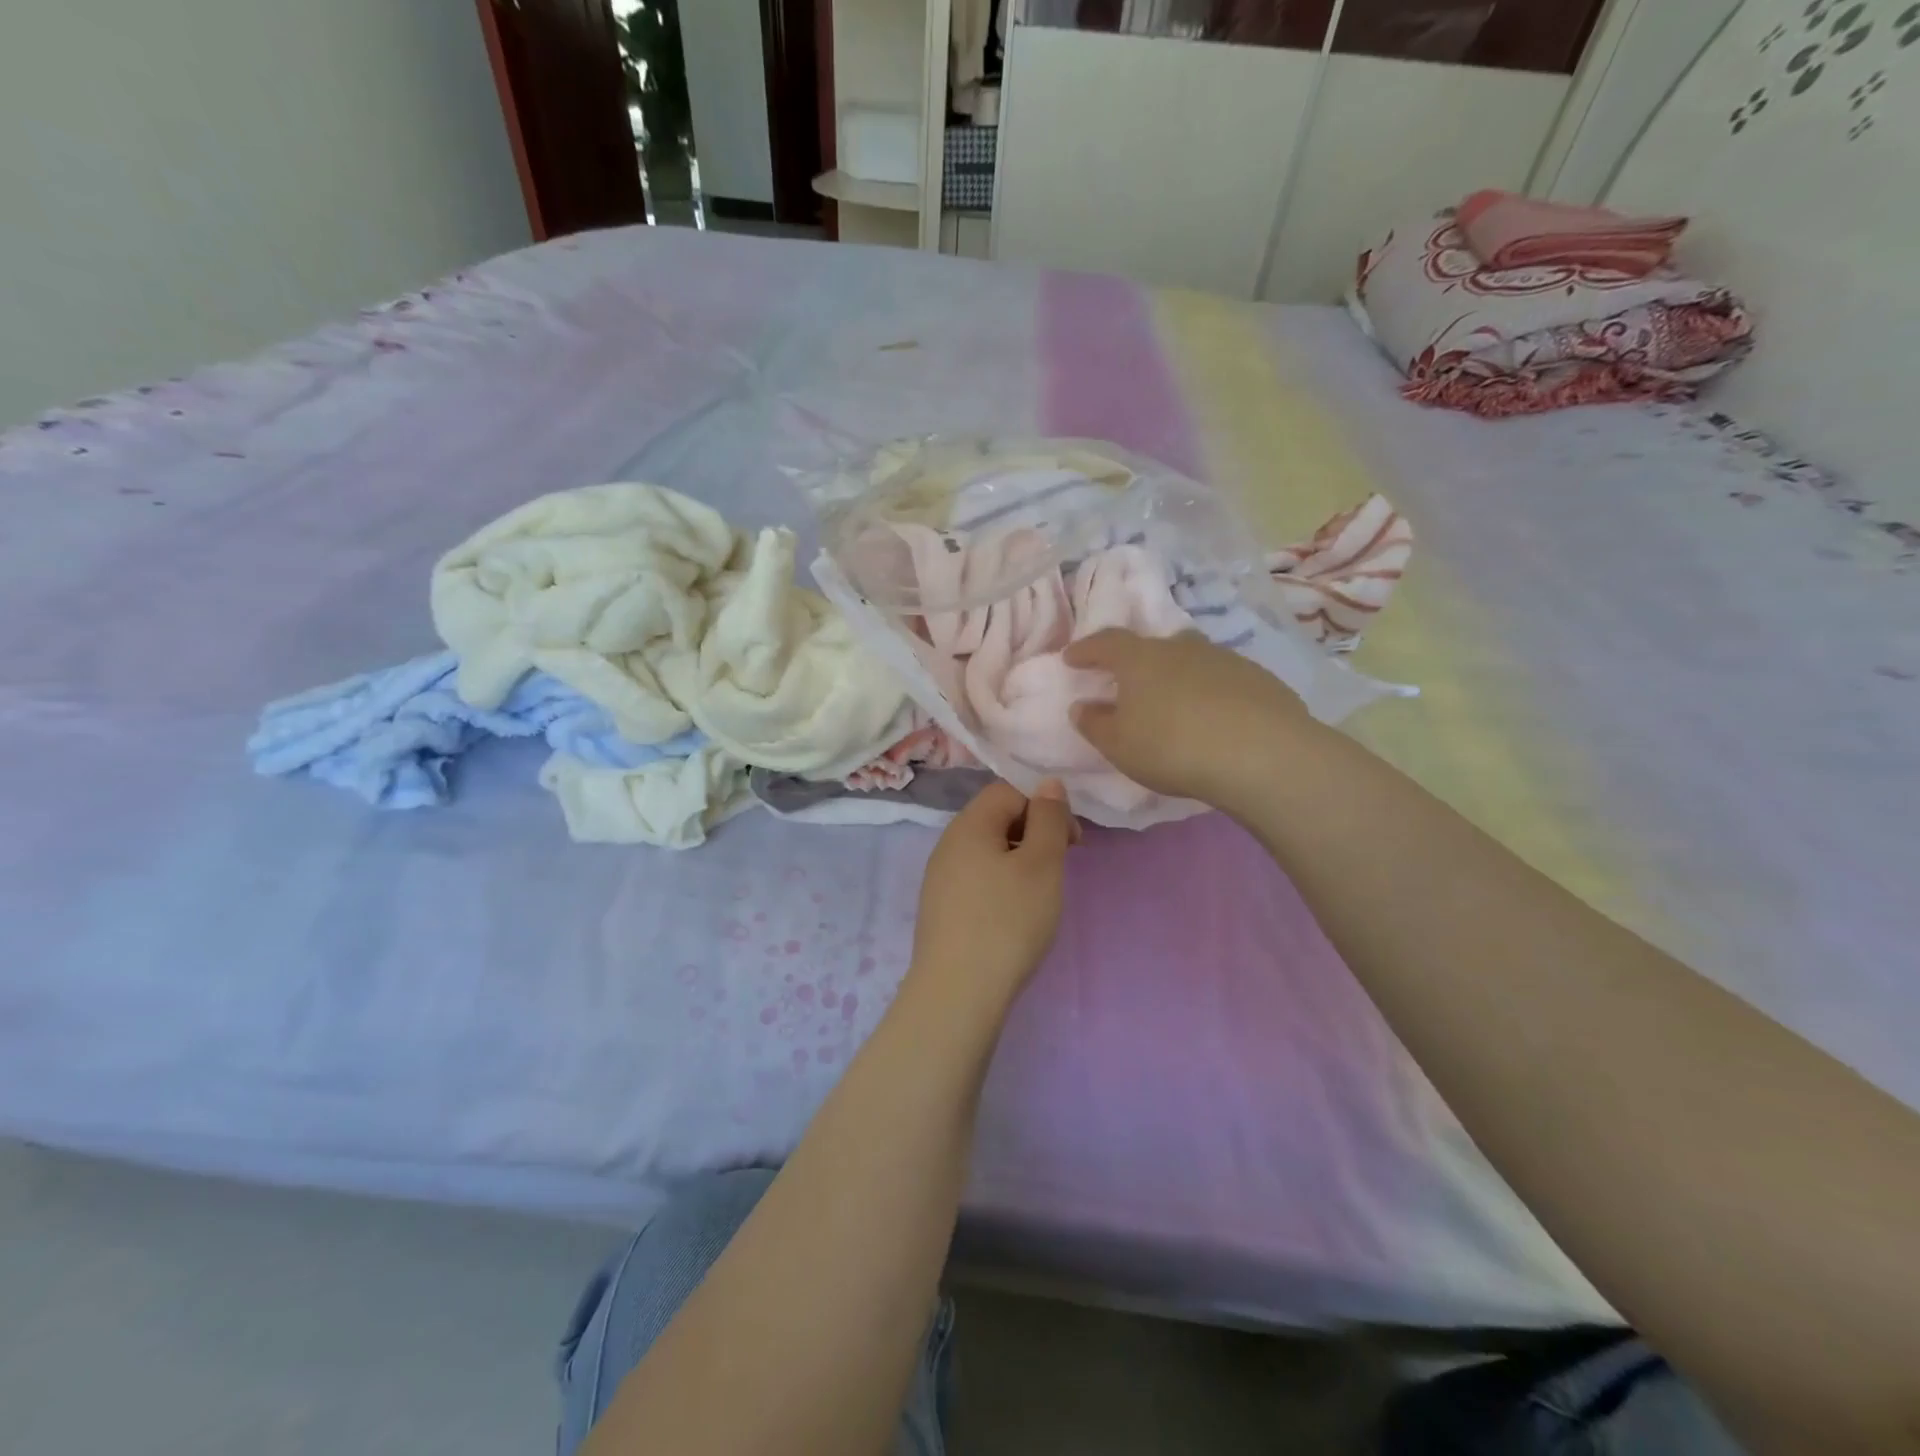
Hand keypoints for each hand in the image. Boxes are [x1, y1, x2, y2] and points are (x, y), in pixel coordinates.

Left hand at [911, 779, 1077, 1005]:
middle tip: (1062, 866)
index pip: (1009, 790)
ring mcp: (940, 877)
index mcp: (969, 824)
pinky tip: (1014, 915)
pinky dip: (1002, 885)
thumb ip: (1048, 818)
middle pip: (997, 818)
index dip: (1045, 805)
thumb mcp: (1042, 864)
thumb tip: (1047, 784)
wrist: (958, 993)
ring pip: (988, 850)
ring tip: (1041, 894)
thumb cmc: (1007, 921)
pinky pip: (977, 878)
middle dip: (1035, 832)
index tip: (1072, 841)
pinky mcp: (941, 908)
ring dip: (1020, 860)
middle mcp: (948, 843)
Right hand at [1065, 629, 1307, 804]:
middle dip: (1138, 661)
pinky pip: (1224, 680)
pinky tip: (1217, 719)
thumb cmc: (1172, 747)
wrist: (1261, 754)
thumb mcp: (1119, 745)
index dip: (1086, 649)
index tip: (1072, 658)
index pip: (1106, 643)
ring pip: (1192, 659)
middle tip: (1130, 684)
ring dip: (1178, 676)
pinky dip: (1212, 693)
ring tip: (1176, 704)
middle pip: (1154, 645)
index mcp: (1140, 659)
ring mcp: (1224, 658)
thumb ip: (1095, 724)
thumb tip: (1081, 706)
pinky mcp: (1259, 678)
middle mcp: (1181, 647)